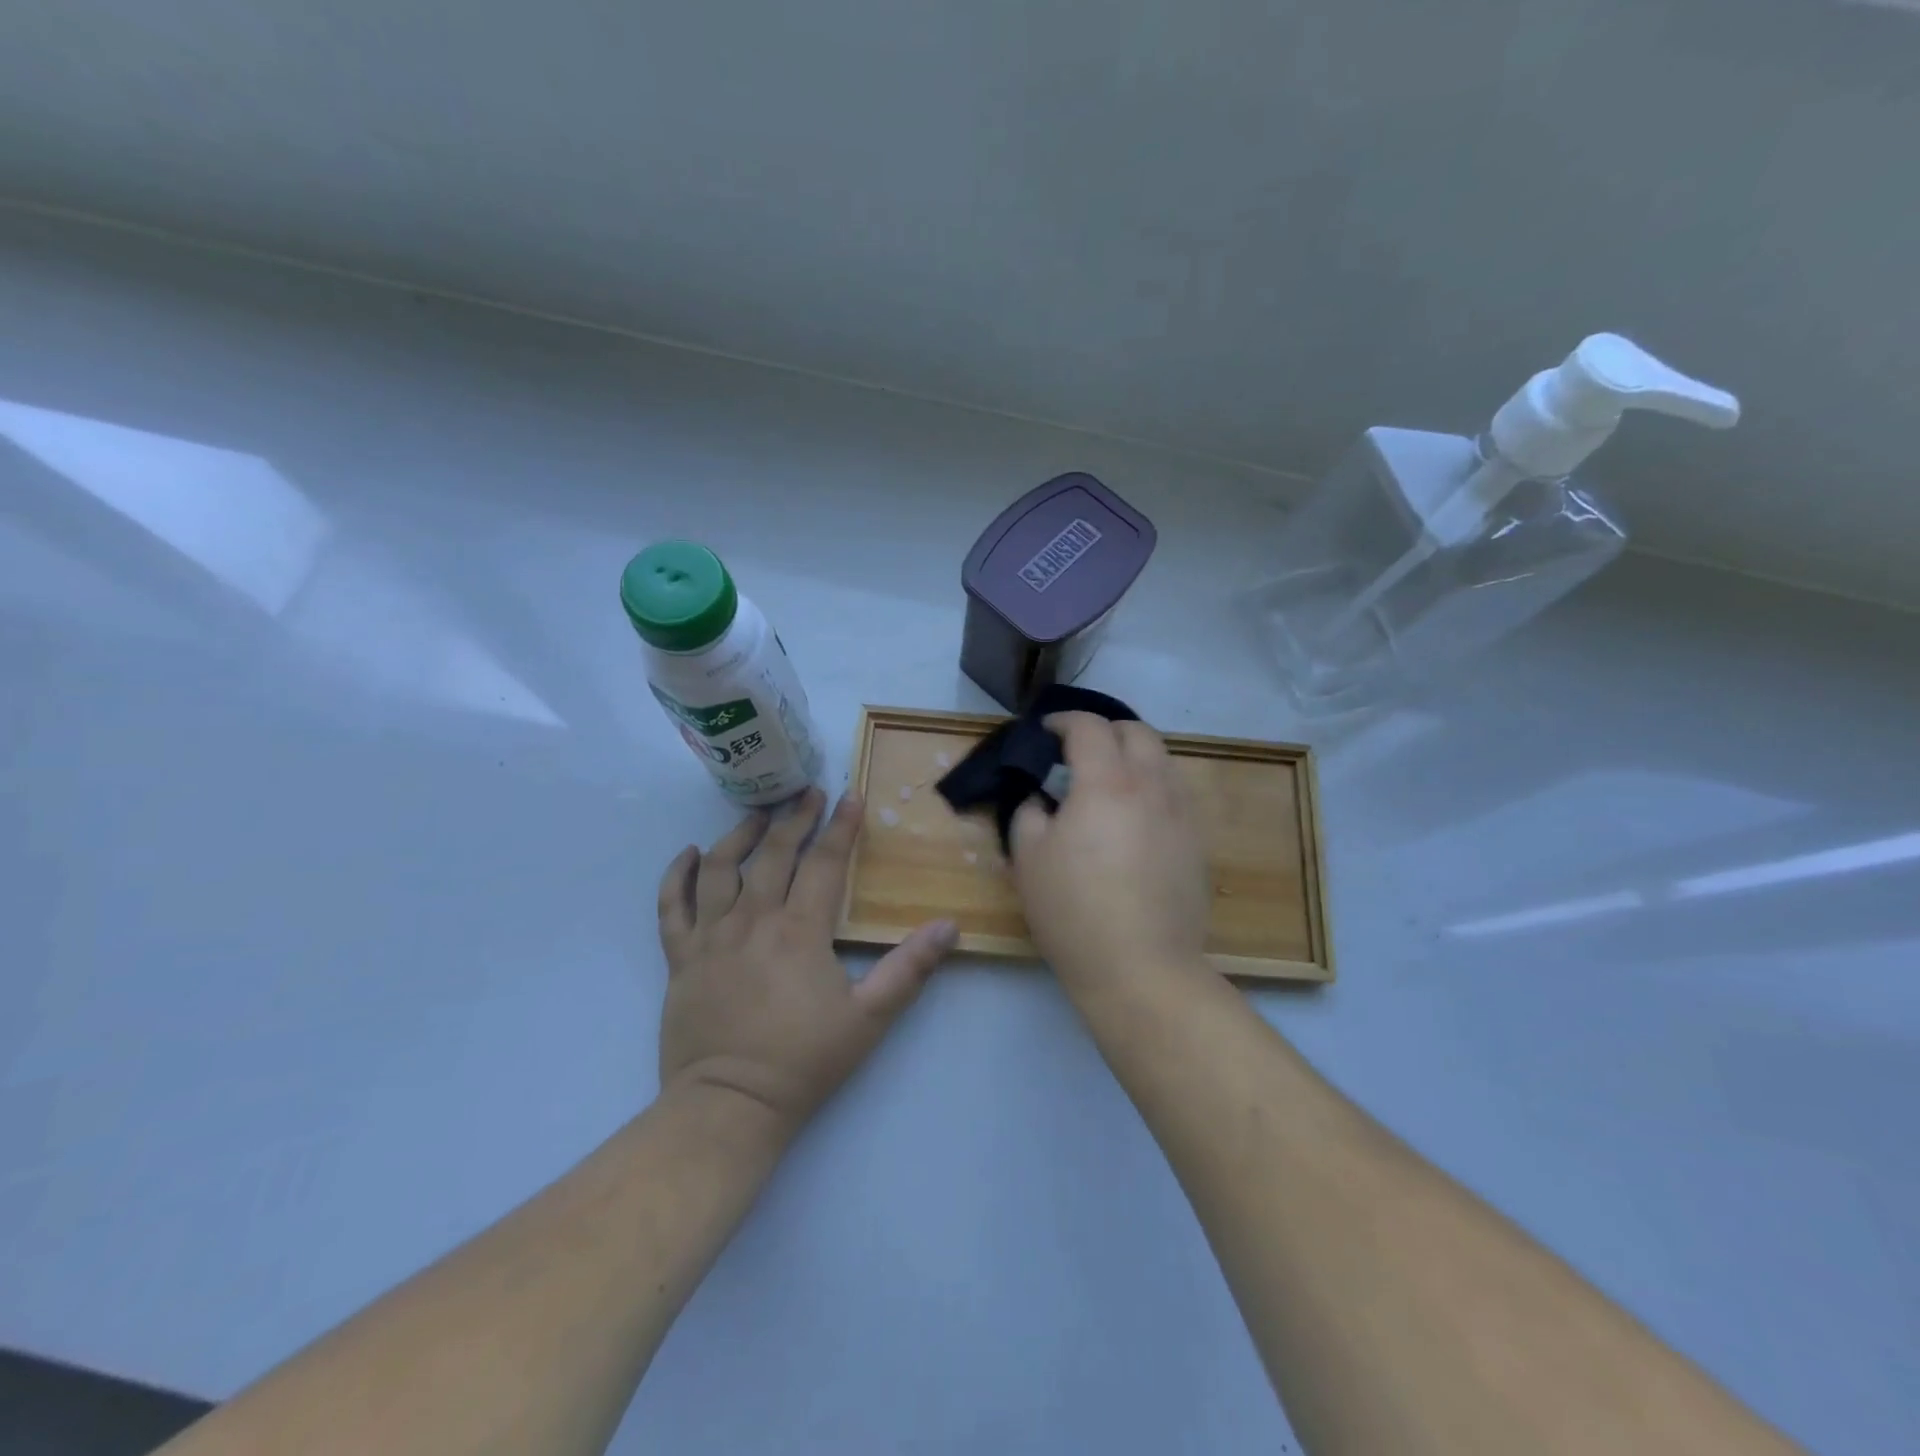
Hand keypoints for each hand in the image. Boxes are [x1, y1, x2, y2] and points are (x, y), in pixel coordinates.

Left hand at [656, 788, 956, 1138]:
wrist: (729, 1106)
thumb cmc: (803, 1061)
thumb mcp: (869, 1018)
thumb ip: (909, 969)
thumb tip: (949, 927)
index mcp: (800, 931)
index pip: (824, 863)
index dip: (840, 827)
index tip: (850, 796)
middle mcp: (753, 920)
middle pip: (773, 854)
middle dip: (794, 818)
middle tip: (808, 793)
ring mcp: (710, 937)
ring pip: (721, 868)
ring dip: (739, 835)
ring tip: (757, 815)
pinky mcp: (680, 958)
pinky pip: (672, 906)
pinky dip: (677, 875)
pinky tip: (689, 855)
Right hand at [1009, 713, 1211, 1000]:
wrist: (1142, 967)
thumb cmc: (1074, 911)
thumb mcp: (1028, 858)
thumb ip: (1029, 813)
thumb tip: (1042, 799)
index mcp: (1107, 782)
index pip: (1089, 727)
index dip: (1063, 721)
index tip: (1046, 732)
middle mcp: (1151, 785)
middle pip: (1136, 731)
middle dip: (1105, 730)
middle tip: (1079, 751)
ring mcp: (1181, 813)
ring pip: (1162, 760)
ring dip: (1133, 756)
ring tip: (1109, 781)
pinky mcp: (1197, 842)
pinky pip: (1175, 793)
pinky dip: (1152, 786)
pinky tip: (1135, 817)